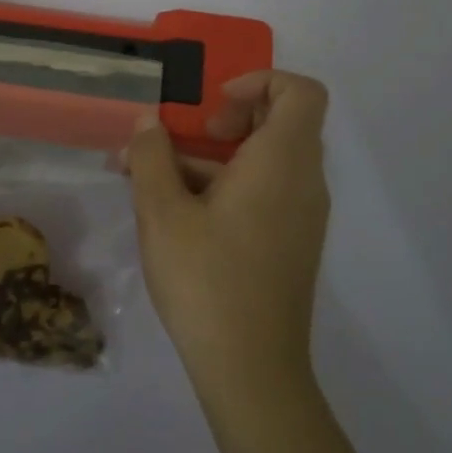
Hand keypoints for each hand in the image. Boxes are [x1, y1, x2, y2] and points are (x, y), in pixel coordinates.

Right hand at [125, 71, 330, 397]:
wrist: (251, 370)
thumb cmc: (206, 279)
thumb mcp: (162, 212)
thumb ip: (151, 156)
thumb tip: (148, 122)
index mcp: (282, 162)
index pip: (300, 92)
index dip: (258, 82)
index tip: (210, 109)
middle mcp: (303, 182)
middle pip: (279, 122)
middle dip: (221, 120)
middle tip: (180, 140)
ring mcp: (301, 216)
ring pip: (262, 161)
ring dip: (209, 159)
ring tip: (148, 178)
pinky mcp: (289, 242)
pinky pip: (263, 192)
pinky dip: (224, 187)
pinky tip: (172, 213)